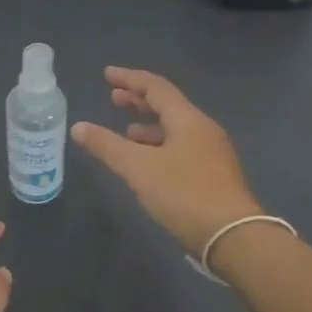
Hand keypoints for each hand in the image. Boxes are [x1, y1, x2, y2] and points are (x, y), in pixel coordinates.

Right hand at [71, 67, 264, 252]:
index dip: (130, 78)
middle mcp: (203, 130)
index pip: (156, 88)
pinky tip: (147, 163)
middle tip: (114, 98)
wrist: (233, 236)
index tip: (107, 75)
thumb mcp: (138, 168)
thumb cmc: (184, 193)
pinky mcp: (213, 176)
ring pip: (175, 130)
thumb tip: (78, 127)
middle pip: (168, 106)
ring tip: (126, 132)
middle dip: (139, 101)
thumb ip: (107, 145)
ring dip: (149, 127)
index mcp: (188, 120)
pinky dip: (159, 147)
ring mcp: (212, 153)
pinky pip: (181, 148)